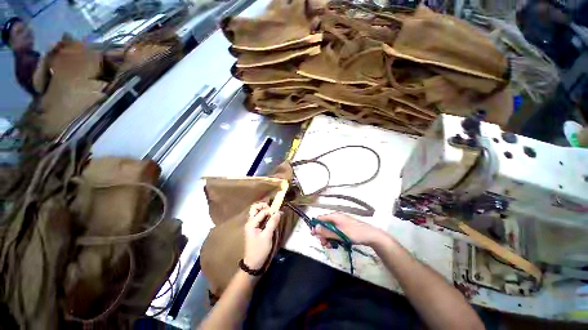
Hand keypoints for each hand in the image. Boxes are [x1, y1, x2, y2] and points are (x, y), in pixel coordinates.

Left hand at [243, 202, 281, 269]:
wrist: (253, 263)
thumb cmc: (260, 250)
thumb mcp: (267, 236)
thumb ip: (272, 223)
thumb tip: (278, 212)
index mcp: (251, 223)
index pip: (262, 211)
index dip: (271, 210)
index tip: (279, 212)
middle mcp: (250, 222)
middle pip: (255, 208)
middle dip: (264, 206)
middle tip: (273, 210)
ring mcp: (251, 225)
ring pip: (256, 212)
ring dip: (264, 210)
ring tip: (273, 214)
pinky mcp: (254, 228)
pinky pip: (258, 218)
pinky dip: (264, 216)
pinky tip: (270, 220)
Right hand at [312, 213, 386, 247]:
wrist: (371, 236)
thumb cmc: (355, 233)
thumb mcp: (339, 234)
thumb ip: (326, 232)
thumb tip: (314, 229)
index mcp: (334, 216)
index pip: (320, 218)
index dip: (316, 226)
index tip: (313, 235)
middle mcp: (336, 218)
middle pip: (324, 225)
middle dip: (322, 234)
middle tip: (324, 244)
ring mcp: (340, 223)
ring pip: (329, 230)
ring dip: (328, 237)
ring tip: (330, 246)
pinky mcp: (344, 228)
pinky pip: (335, 232)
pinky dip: (333, 238)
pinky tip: (335, 244)